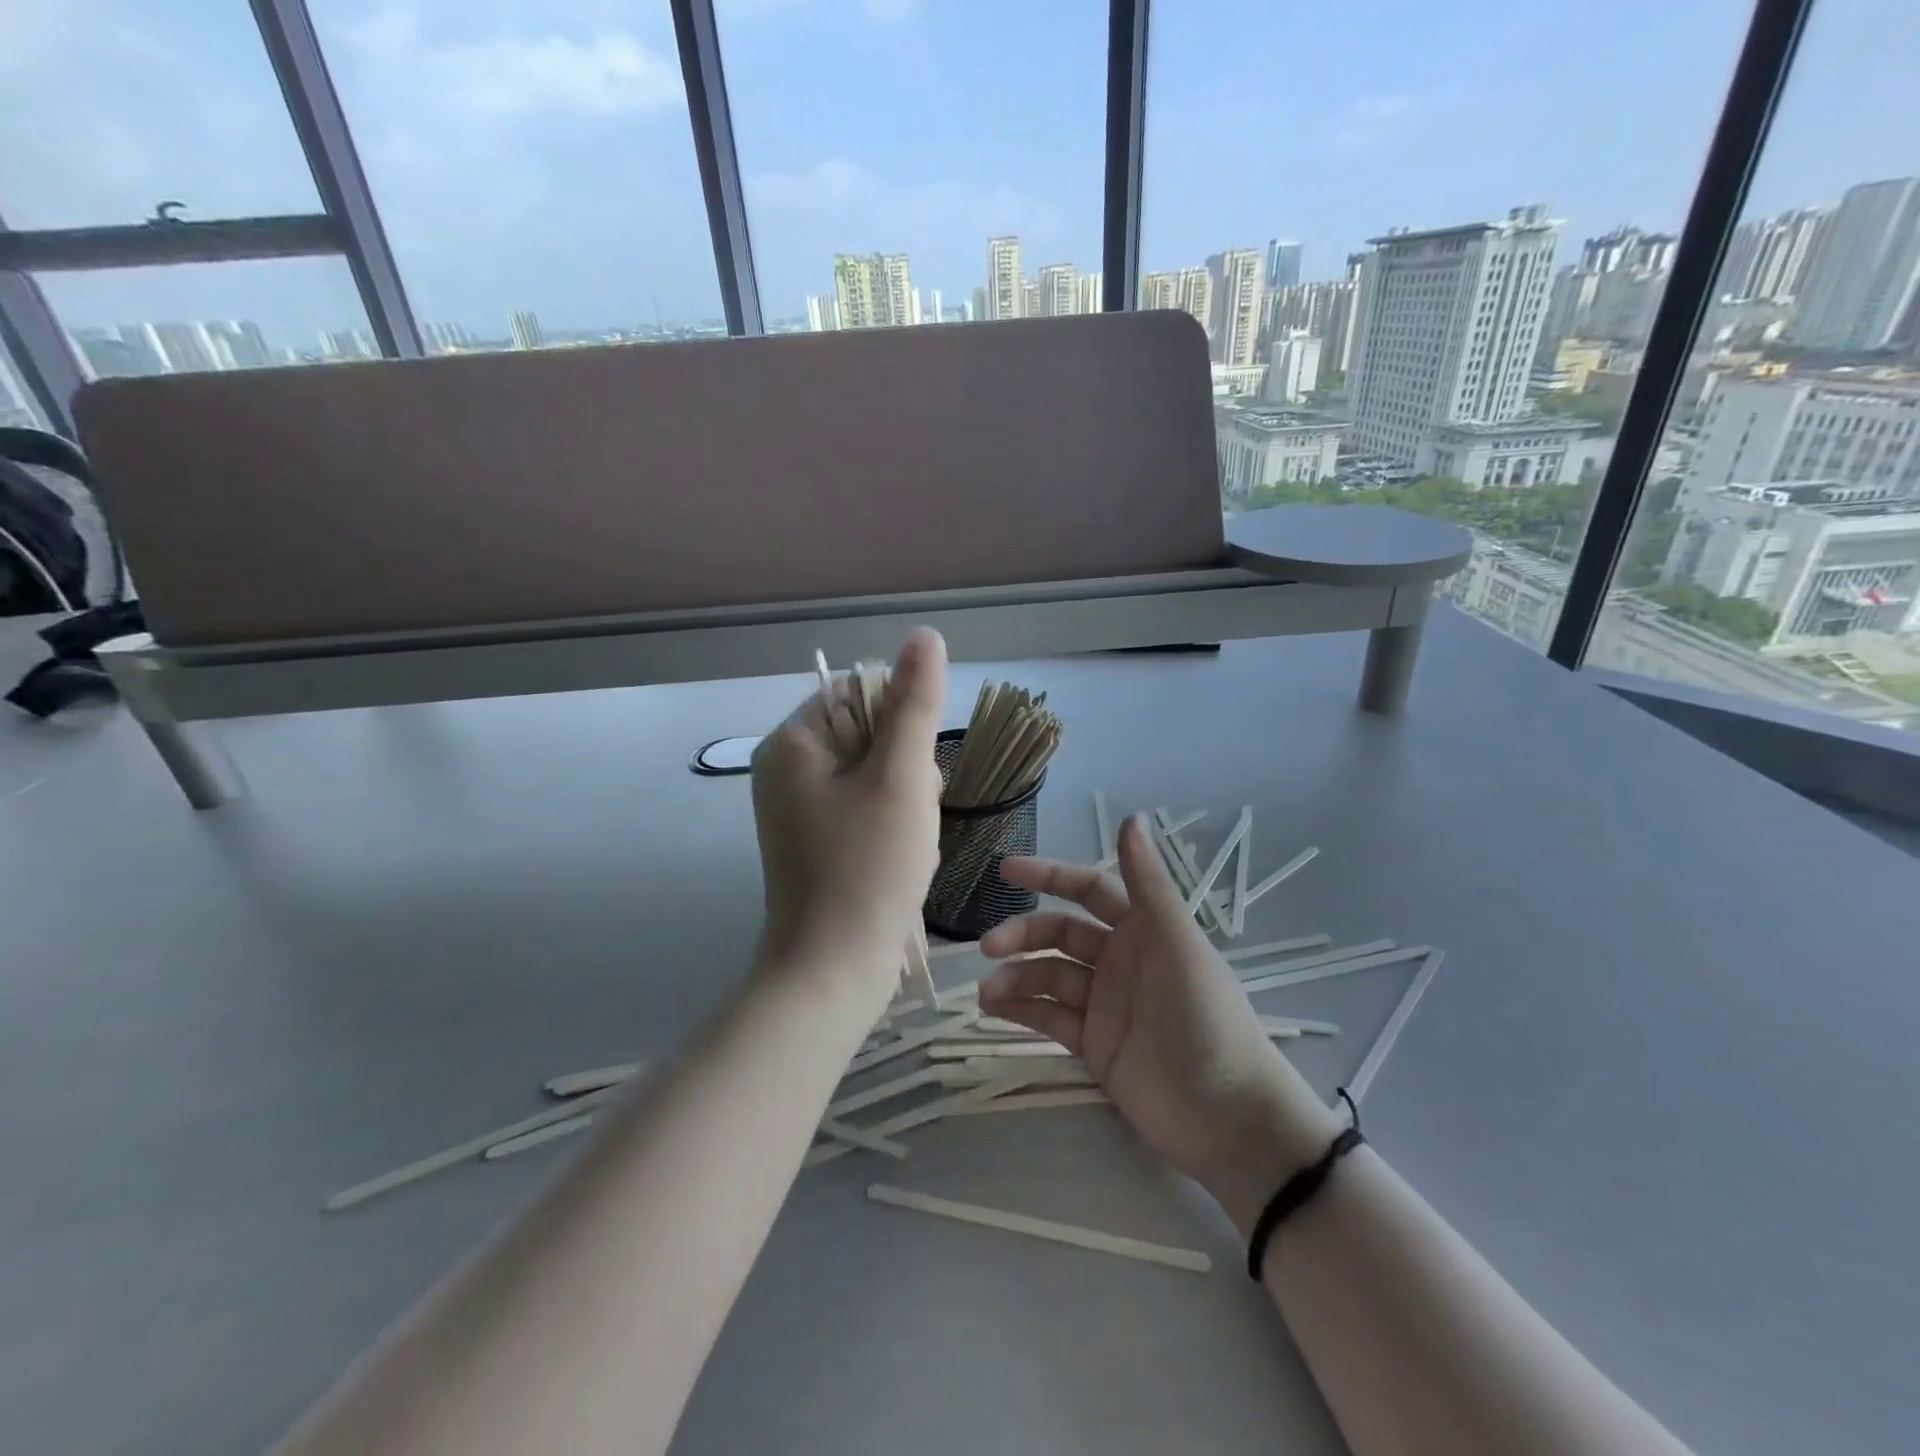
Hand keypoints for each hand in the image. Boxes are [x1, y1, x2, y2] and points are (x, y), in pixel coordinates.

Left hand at [750, 629, 946, 1007]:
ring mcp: (797, 810)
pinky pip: (863, 810)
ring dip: (905, 801)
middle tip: (909, 816)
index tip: (910, 774)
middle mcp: (785, 770)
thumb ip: (914, 703)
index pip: (859, 694)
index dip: (900, 726)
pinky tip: (898, 861)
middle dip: (904, 770)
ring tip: (906, 844)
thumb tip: (924, 635)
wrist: (834, 970)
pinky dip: (891, 827)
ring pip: (873, 775)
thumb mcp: (902, 777)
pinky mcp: (813, 843)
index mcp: (792, 743)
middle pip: (867, 734)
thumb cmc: (869, 868)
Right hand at [978, 814, 1342, 1231]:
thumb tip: (1133, 816)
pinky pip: (1050, 1017)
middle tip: (989, 945)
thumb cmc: (1205, 1018)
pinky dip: (1022, 1010)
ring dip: (1017, 977)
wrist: (1226, 1117)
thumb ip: (1149, 883)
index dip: (1050, 876)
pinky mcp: (1094, 1045)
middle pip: (1060, 933)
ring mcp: (1105, 1004)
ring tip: (987, 991)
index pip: (1089, 889)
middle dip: (1024, 933)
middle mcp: (1120, 960)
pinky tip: (994, 1009)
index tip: (1007, 871)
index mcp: (1143, 929)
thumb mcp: (1178, 944)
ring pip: (1049, 976)